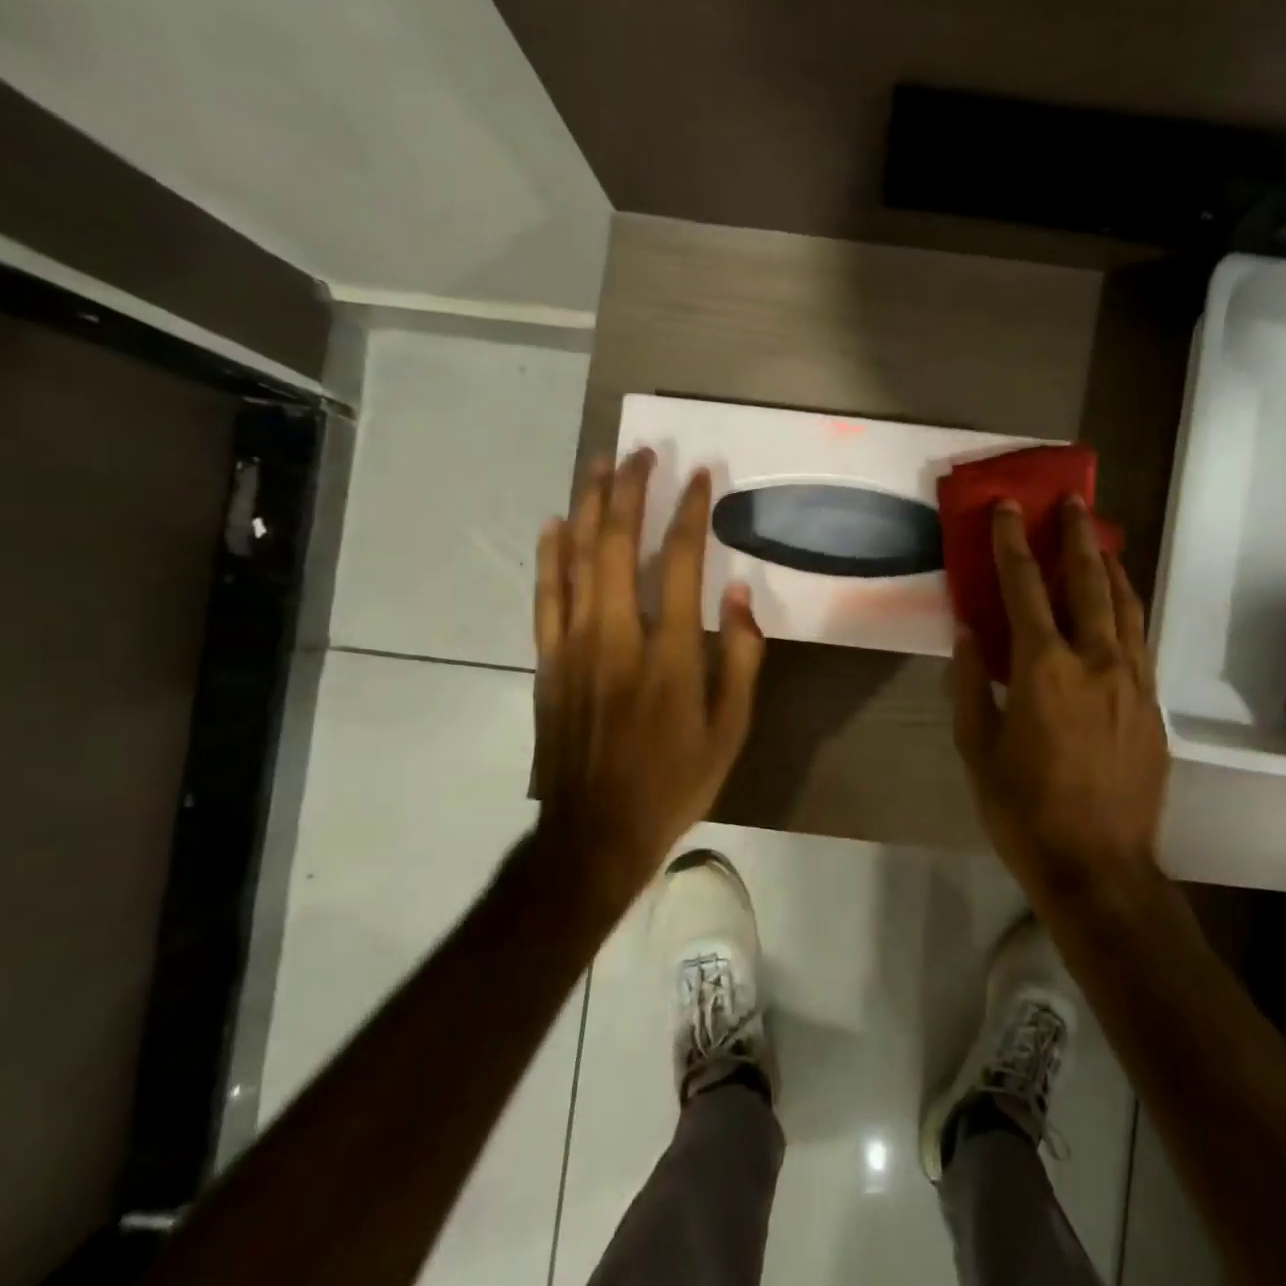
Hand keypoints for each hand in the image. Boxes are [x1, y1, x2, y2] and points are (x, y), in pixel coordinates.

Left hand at [529, 450, 763, 905]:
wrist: (596, 832)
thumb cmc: (674, 782)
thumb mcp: (731, 729)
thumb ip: (740, 657)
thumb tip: (740, 594)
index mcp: (669, 654)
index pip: (679, 563)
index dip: (689, 514)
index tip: (697, 476)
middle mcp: (617, 637)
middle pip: (618, 547)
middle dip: (630, 492)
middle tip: (640, 453)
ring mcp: (575, 647)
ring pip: (577, 561)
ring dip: (589, 508)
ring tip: (600, 466)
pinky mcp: (548, 662)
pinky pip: (545, 597)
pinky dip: (549, 557)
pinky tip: (555, 524)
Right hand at [951, 497, 1169, 885]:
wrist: (1101, 867)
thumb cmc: (1025, 811)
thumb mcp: (978, 750)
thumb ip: (971, 684)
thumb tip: (967, 632)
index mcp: (1044, 670)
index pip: (1025, 588)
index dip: (1012, 543)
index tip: (1008, 508)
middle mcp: (1096, 661)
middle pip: (1089, 581)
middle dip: (1077, 535)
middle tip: (1072, 501)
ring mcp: (1133, 681)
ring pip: (1126, 605)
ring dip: (1111, 565)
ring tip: (1101, 538)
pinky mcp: (1154, 704)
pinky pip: (1141, 639)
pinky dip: (1128, 608)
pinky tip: (1120, 604)